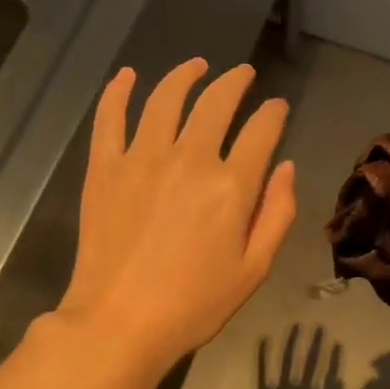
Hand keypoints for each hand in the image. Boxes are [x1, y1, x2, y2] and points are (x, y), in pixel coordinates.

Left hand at [54, 59, 296, 377]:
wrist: (120, 323)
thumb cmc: (195, 303)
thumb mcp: (254, 268)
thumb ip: (277, 213)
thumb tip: (285, 167)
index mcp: (231, 185)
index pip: (260, 131)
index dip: (273, 113)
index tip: (277, 107)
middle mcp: (189, 158)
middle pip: (216, 103)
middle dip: (235, 82)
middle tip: (243, 74)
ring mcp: (141, 159)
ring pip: (166, 99)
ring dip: (185, 75)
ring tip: (197, 65)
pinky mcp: (104, 168)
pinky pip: (110, 118)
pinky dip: (119, 92)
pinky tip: (128, 76)